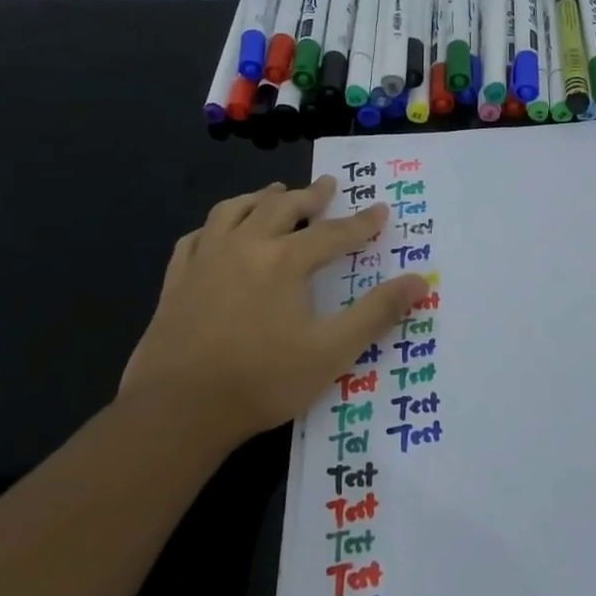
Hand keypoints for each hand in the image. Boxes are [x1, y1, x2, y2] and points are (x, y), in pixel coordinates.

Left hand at [119, 177, 427, 445]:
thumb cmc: (263, 380)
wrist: (179, 409)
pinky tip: (218, 232)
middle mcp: (245, 246)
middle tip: (327, 185)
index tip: (381, 210)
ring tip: (275, 192)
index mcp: (285, 260)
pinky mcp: (176, 279)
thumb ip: (376, 313)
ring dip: (260, 198)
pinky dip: (215, 226)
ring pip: (234, 211)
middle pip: (282, 208)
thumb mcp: (332, 351)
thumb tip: (419, 281)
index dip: (361, 223)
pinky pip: (197, 237)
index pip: (333, 233)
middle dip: (310, 196)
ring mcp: (205, 259)